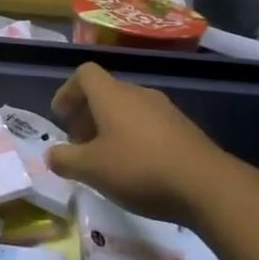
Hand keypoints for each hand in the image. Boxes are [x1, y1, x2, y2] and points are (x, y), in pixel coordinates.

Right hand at [47, 62, 233, 225]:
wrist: (207, 185)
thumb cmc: (139, 169)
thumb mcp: (92, 169)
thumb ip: (65, 159)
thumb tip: (51, 154)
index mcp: (112, 95)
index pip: (85, 74)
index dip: (68, 91)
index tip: (60, 116)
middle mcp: (138, 94)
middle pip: (106, 92)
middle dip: (87, 114)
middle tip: (79, 143)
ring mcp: (165, 110)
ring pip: (128, 109)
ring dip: (110, 127)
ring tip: (106, 158)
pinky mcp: (184, 129)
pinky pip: (149, 124)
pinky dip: (134, 138)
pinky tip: (136, 168)